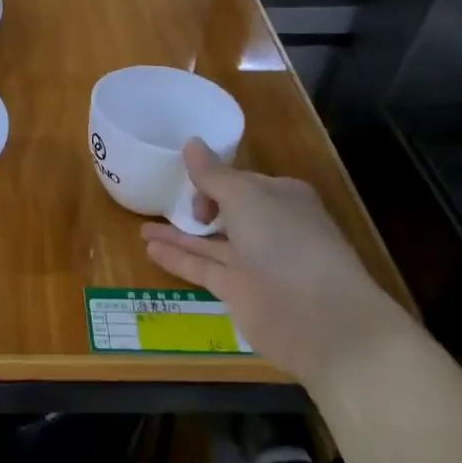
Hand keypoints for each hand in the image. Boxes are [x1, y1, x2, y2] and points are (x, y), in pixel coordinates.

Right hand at [142, 140, 410, 387]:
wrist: (320, 319)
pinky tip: (149, 249)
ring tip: (142, 227)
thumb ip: (213, 175)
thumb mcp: (245, 197)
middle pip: (227, 212)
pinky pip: (203, 268)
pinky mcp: (239, 292)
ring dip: (178, 234)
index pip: (241, 181)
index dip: (214, 178)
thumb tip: (191, 143)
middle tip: (163, 202)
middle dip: (197, 206)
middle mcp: (270, 228)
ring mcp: (255, 262)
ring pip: (210, 242)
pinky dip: (178, 258)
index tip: (186, 180)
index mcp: (281, 198)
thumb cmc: (286, 243)